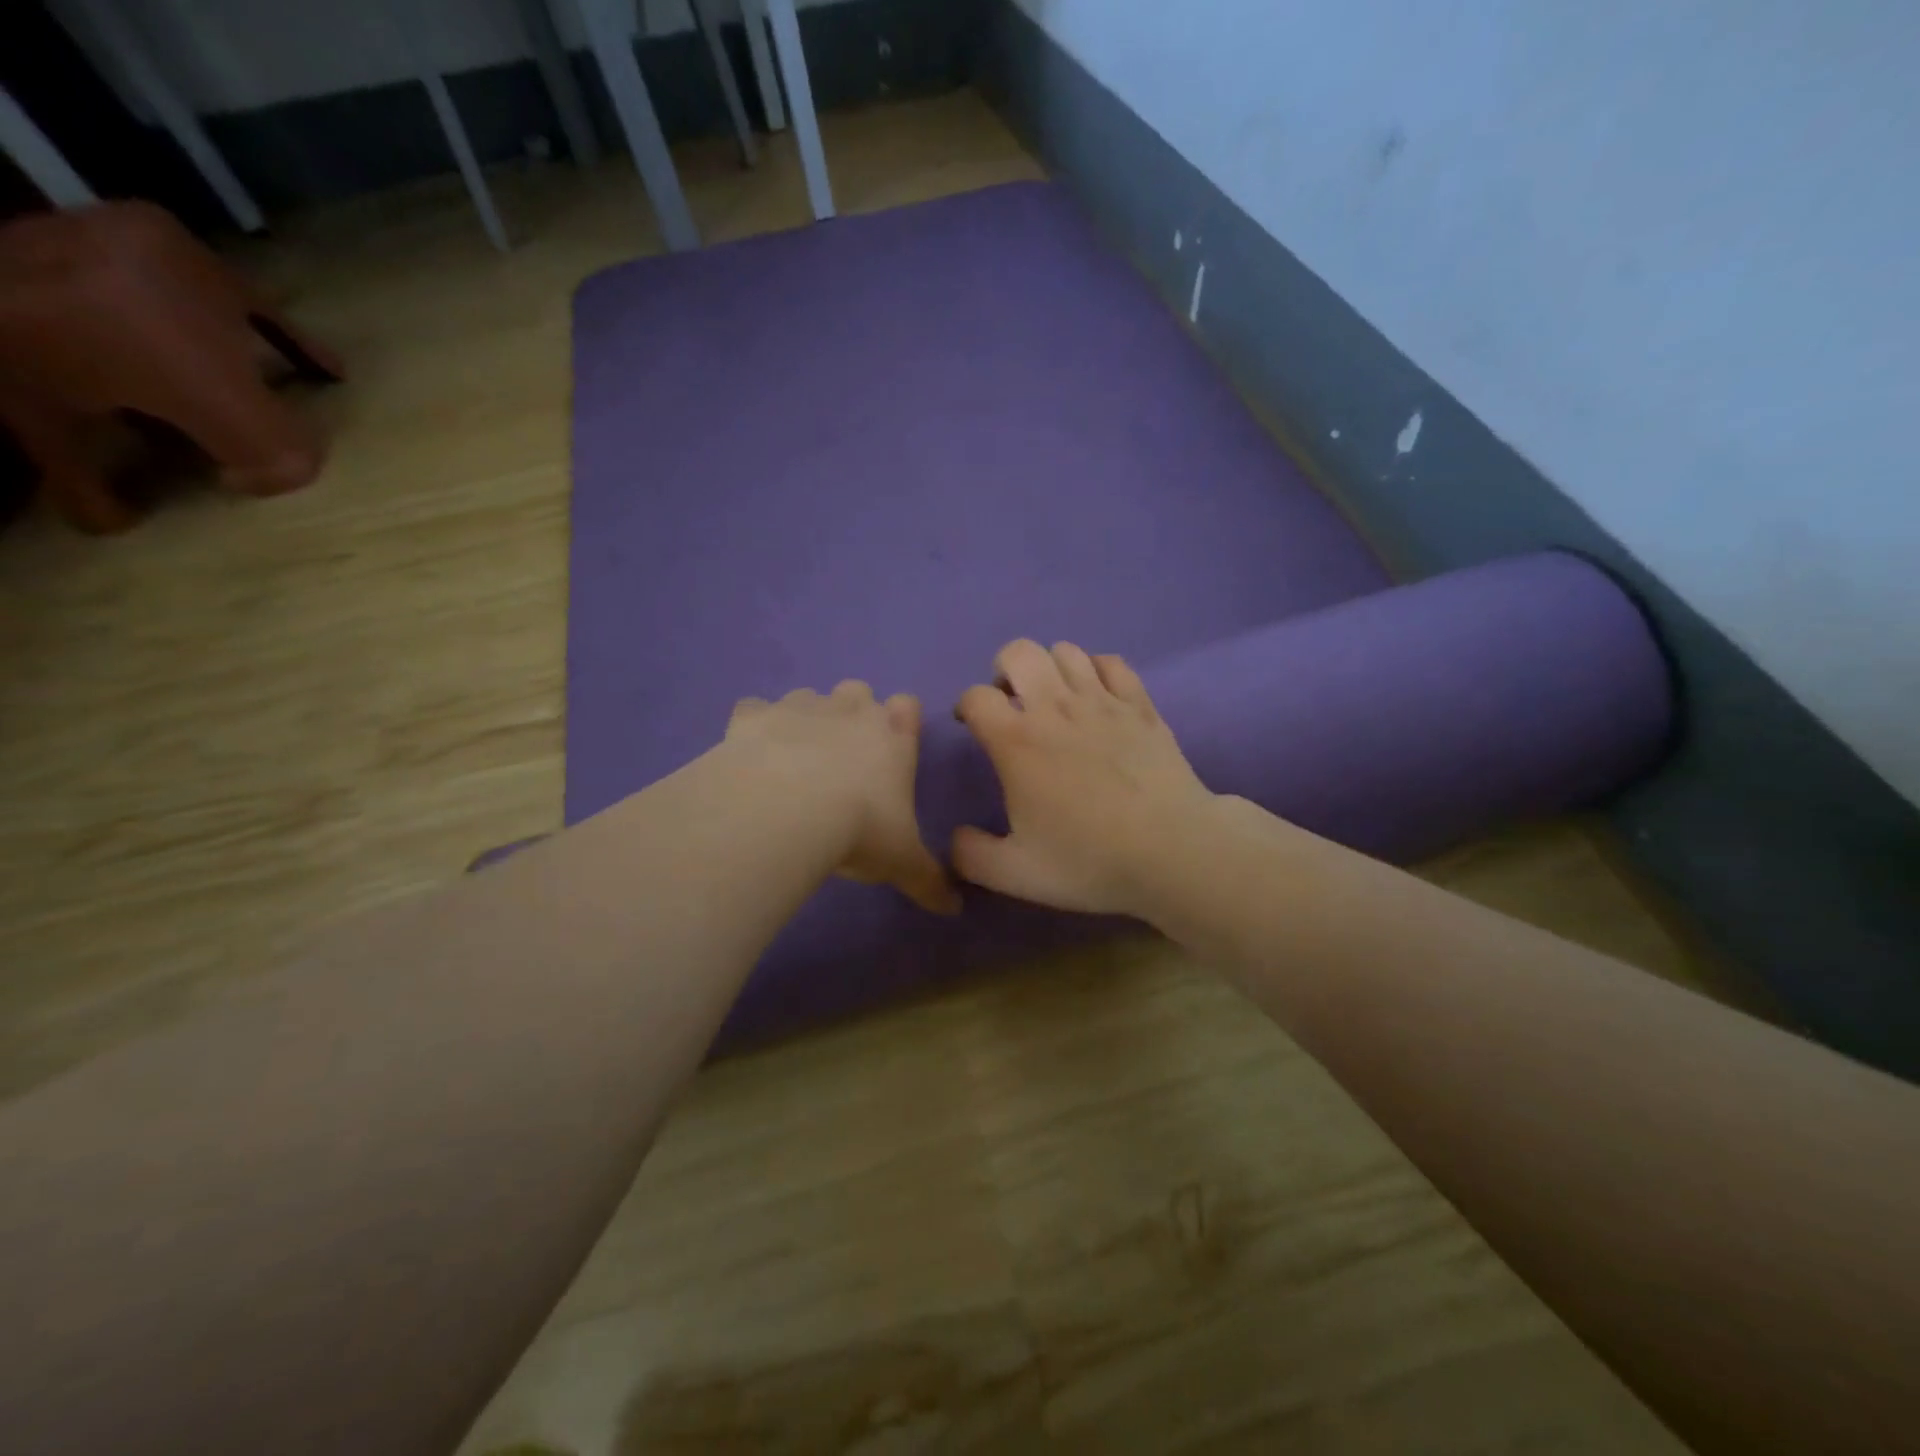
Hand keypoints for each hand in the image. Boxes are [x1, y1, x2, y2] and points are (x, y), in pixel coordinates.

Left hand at [726, 682, 959, 914]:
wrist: (782, 811)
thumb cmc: (858, 830)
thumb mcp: (902, 863)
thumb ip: (930, 881)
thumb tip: (955, 909)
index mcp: (893, 736)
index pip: (908, 706)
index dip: (901, 721)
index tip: (892, 750)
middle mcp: (849, 710)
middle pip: (857, 691)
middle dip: (851, 714)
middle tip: (841, 760)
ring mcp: (799, 707)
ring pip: (807, 697)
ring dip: (804, 720)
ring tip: (792, 762)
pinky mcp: (753, 716)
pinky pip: (754, 710)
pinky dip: (753, 728)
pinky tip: (750, 757)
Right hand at [953, 640, 1217, 914]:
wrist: (1173, 852)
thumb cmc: (1089, 860)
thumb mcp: (1015, 874)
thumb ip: (971, 856)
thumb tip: (956, 838)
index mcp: (1016, 742)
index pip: (976, 696)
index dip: (966, 705)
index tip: (971, 726)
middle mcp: (1055, 708)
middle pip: (1018, 652)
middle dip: (1003, 670)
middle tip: (1010, 703)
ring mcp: (1102, 701)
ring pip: (1065, 651)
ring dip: (1049, 667)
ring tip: (1052, 698)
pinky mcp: (1140, 705)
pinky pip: (1111, 663)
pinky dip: (1095, 669)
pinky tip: (1096, 695)